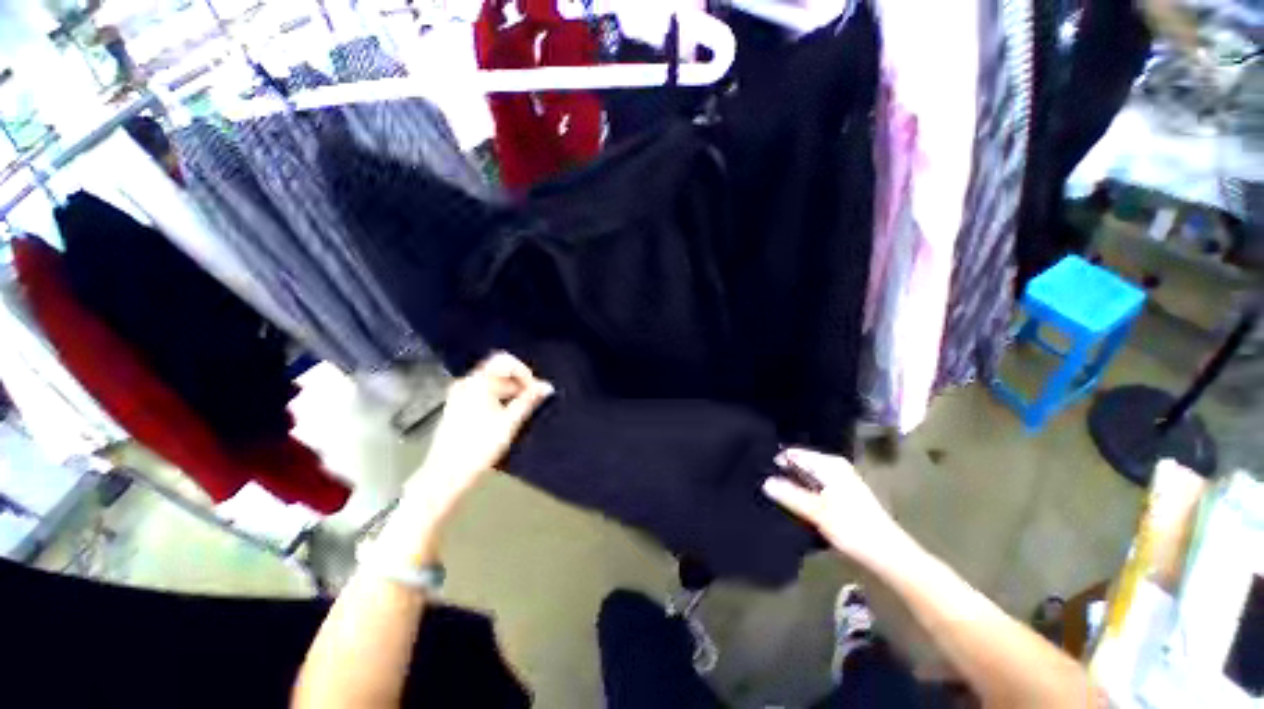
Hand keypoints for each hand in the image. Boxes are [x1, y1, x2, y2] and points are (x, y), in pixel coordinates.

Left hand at [402, 352, 553, 524]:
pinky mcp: (457, 407)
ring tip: (521, 410)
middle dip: (518, 383)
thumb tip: (546, 387)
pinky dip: (497, 398)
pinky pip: (482, 393)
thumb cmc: (477, 448)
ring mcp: (459, 395)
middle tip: (533, 400)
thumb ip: (528, 401)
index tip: (534, 388)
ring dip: (509, 391)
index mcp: (476, 383)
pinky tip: (505, 416)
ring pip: (491, 383)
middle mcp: (466, 384)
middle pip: (498, 372)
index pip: (504, 361)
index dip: (524, 372)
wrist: (445, 475)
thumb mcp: (509, 423)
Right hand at [762, 448, 911, 569]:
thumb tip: (765, 481)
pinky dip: (803, 495)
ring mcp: (839, 482)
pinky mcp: (841, 498)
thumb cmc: (853, 528)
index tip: (760, 473)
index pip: (794, 453)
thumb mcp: (817, 512)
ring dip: (793, 487)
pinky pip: (814, 490)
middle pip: (800, 465)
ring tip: (774, 497)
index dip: (777, 462)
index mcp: (829, 464)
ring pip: (807, 479)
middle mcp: (834, 468)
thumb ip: (790, 495)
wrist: (888, 555)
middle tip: (763, 487)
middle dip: (784, 475)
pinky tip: (793, 506)